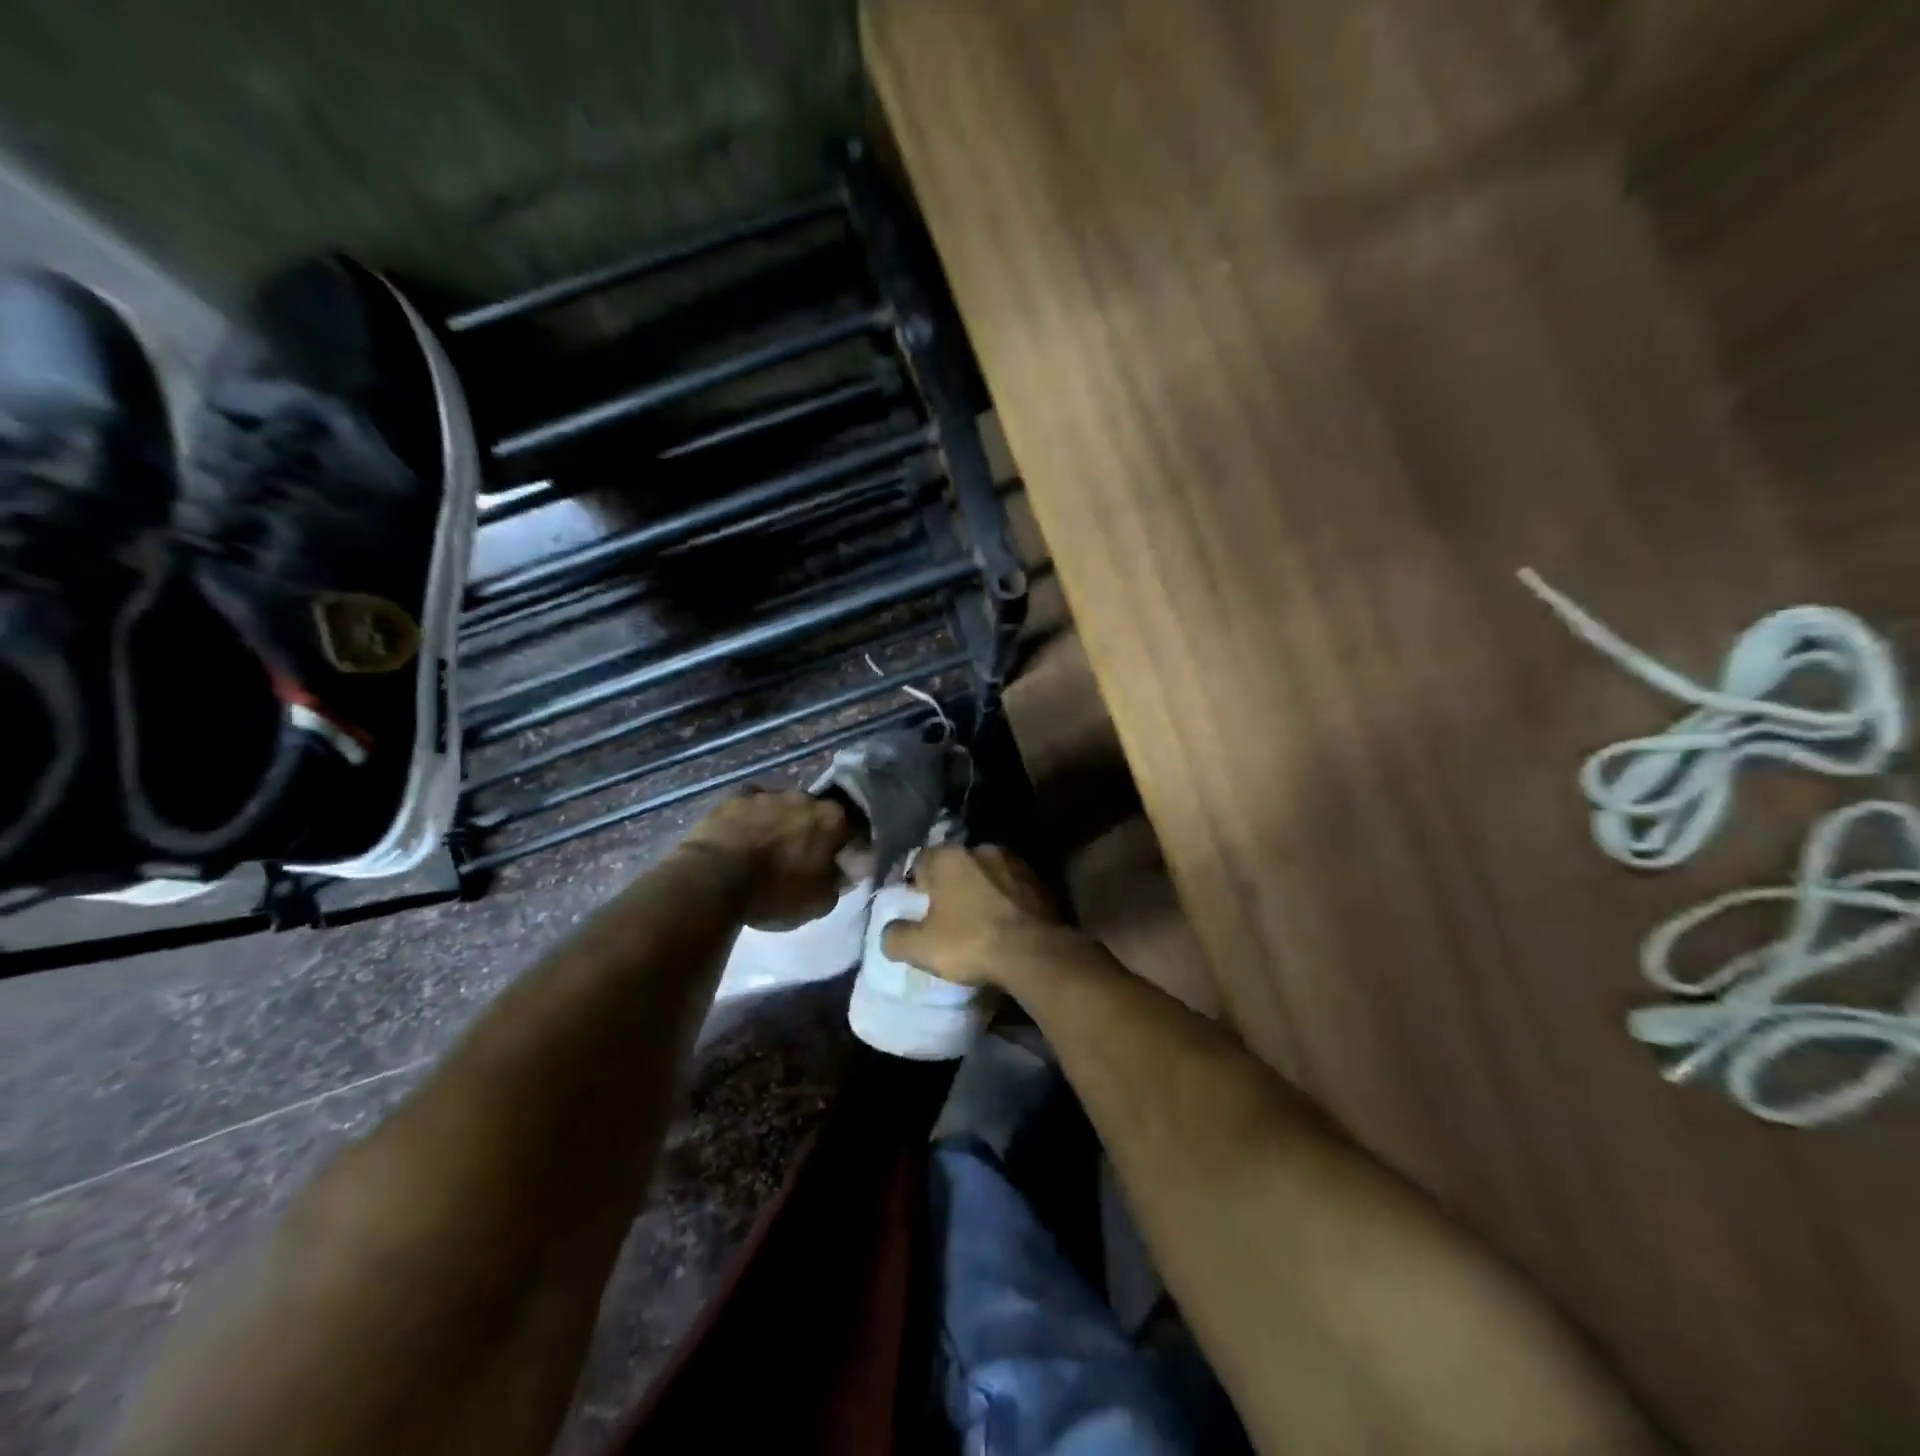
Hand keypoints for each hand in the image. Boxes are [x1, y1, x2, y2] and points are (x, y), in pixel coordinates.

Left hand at [681, 789, 853, 929]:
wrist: (714, 878)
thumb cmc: (775, 892)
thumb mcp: (819, 902)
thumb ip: (839, 881)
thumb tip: (847, 869)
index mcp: (833, 819)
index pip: (853, 828)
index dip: (849, 847)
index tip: (840, 863)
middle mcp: (805, 798)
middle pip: (817, 813)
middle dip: (812, 831)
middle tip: (802, 856)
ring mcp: (768, 794)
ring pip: (783, 807)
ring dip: (781, 823)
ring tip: (768, 848)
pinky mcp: (735, 797)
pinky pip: (751, 806)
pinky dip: (751, 819)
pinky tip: (743, 837)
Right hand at [881, 844, 1066, 987]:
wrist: (1034, 952)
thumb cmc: (970, 942)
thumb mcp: (921, 948)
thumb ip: (895, 936)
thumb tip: (888, 932)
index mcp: (947, 856)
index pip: (920, 861)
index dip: (917, 885)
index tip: (919, 909)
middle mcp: (981, 848)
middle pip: (956, 865)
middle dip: (951, 885)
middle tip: (949, 916)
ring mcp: (1015, 861)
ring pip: (988, 873)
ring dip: (982, 890)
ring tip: (981, 920)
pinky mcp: (1040, 879)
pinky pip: (1014, 887)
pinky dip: (1008, 900)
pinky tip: (1007, 923)